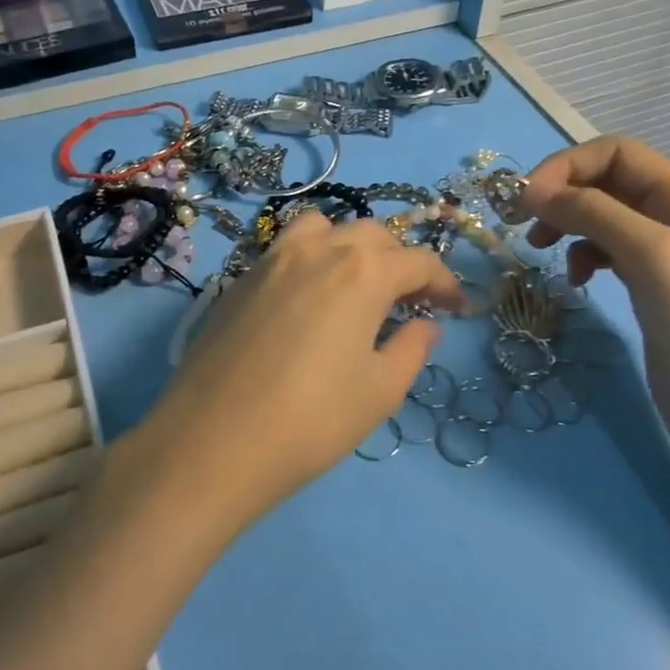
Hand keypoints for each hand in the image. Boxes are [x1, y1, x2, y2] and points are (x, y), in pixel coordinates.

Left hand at [122, 213, 464, 534]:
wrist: (213, 441)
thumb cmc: (311, 420)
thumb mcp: (379, 391)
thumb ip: (410, 348)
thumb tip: (423, 324)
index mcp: (362, 271)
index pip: (418, 261)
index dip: (445, 283)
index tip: (456, 309)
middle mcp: (318, 250)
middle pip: (372, 235)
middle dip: (400, 261)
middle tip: (409, 301)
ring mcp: (271, 259)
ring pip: (323, 229)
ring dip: (350, 246)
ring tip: (355, 286)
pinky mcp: (240, 279)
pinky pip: (285, 249)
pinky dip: (310, 258)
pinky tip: (308, 300)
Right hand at [519, 137, 669, 491]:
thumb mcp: (653, 260)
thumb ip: (595, 214)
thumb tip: (532, 190)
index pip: (617, 152)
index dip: (566, 166)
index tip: (525, 201)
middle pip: (608, 180)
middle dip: (562, 195)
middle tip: (525, 228)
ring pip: (604, 216)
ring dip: (569, 224)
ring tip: (542, 251)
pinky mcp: (657, 288)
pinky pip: (610, 251)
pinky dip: (584, 256)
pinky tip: (577, 280)